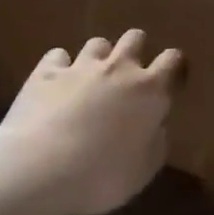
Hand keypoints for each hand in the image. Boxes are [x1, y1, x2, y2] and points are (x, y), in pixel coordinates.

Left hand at [0, 30, 183, 214]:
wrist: (39, 169)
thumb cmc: (102, 176)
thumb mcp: (144, 170)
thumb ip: (155, 142)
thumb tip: (155, 126)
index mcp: (150, 91)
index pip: (173, 61)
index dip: (174, 66)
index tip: (171, 79)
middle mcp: (119, 69)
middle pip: (134, 38)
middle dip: (136, 50)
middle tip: (128, 75)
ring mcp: (80, 66)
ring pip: (97, 43)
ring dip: (99, 57)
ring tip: (91, 79)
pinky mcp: (46, 72)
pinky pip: (58, 56)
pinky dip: (61, 66)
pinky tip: (56, 83)